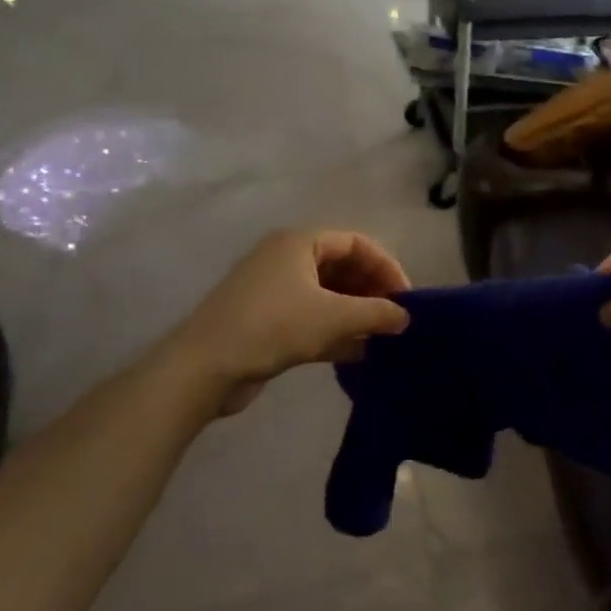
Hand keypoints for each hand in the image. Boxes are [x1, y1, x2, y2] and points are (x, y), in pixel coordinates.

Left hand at [169, 230, 410, 412]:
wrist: (203, 368)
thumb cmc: (273, 326)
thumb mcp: (334, 317)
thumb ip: (376, 313)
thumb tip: (405, 317)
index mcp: (299, 242)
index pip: (357, 243)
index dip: (386, 267)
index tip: (406, 298)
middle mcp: (286, 259)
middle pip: (342, 267)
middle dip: (372, 292)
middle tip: (395, 319)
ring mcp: (273, 291)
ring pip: (327, 295)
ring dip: (355, 314)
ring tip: (382, 338)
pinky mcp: (265, 321)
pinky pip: (311, 318)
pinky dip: (334, 332)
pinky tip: (358, 355)